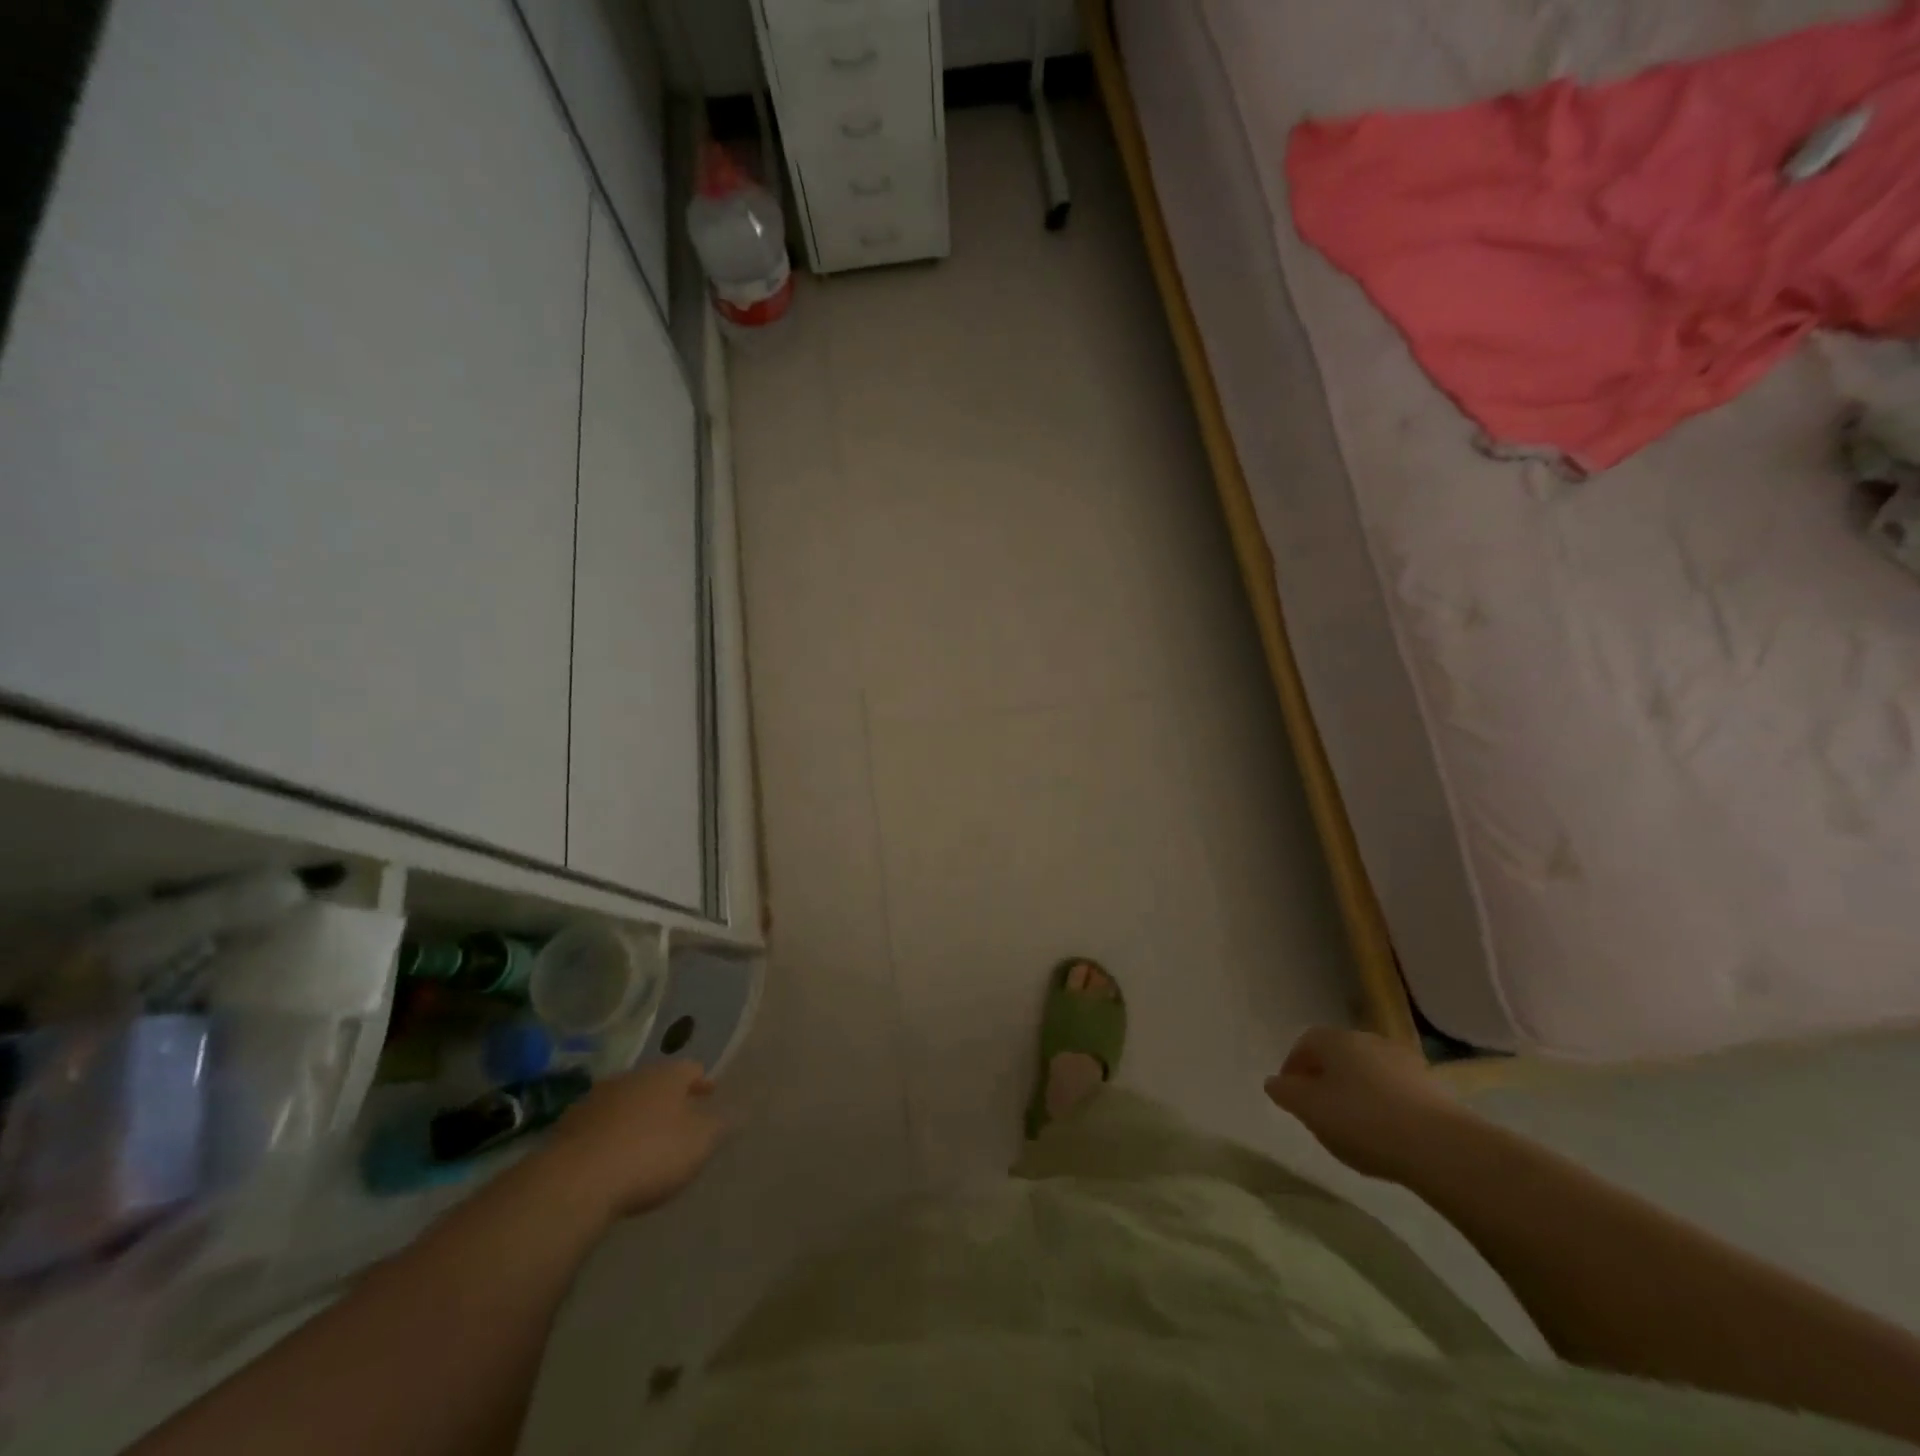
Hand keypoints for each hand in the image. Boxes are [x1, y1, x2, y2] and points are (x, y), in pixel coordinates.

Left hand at [540, 1060, 725, 1217]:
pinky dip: (608, 1133)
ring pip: (625, 1099)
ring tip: (642, 1137)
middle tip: (677, 1116)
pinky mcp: (568, 1126)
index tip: (709, 1094)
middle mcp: (632, 1077)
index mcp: (667, 1075)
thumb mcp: (699, 1143)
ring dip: (635, 1113)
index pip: (691, 1069)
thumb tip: (739, 1112)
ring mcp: (596, 1099)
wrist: (577, 1180)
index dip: (702, 1082)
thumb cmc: (651, 1154)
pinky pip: (598, 1124)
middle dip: (667, 1097)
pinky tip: (610, 1154)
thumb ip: (720, 1126)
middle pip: (656, 1081)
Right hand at [1264, 1026, 1473, 1183]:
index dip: (1293, 1068)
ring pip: (1368, 1072)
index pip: (1304, 1044)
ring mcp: (1404, 1061)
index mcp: (1335, 1039)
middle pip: (1337, 1055)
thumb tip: (1275, 1082)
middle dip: (1325, 1079)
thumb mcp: (1309, 1110)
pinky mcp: (1433, 1086)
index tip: (1290, 1096)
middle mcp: (1368, 1039)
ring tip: (1354, 1127)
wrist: (1441, 1147)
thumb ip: (1286, 1093)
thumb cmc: (1362, 1121)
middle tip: (1319, 1111)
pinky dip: (1384, 1105)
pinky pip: (1395, 1091)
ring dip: (1356, 1092)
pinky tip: (1386, 1133)